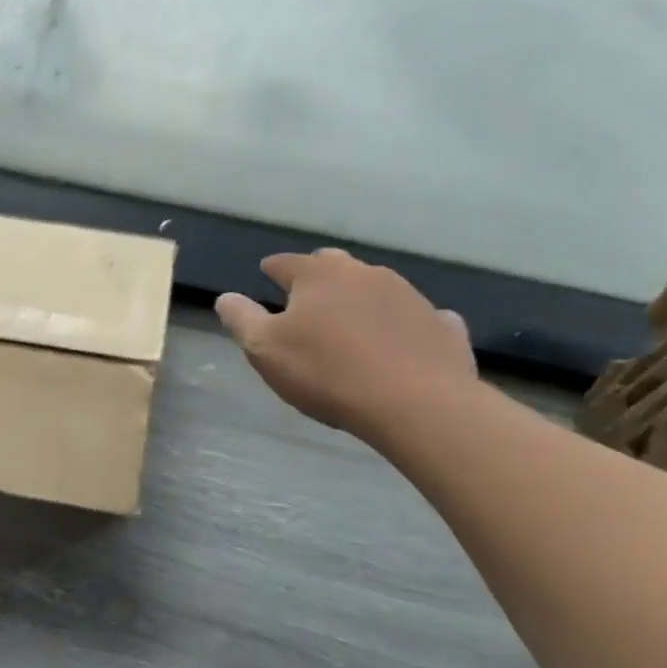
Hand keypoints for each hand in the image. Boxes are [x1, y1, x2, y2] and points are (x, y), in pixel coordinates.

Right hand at [215, 250, 475, 440]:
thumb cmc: (328, 373)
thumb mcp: (265, 350)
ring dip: (361, 298)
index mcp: (318, 275)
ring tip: (352, 322)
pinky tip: (405, 339)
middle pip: (334, 264)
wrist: (418, 404)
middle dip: (318, 275)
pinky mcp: (441, 325)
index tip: (266, 273)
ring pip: (376, 287)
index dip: (273, 269)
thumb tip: (225, 298)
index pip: (286, 263)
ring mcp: (408, 295)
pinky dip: (405, 323)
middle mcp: (364, 273)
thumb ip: (241, 319)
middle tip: (308, 297)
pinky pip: (419, 316)